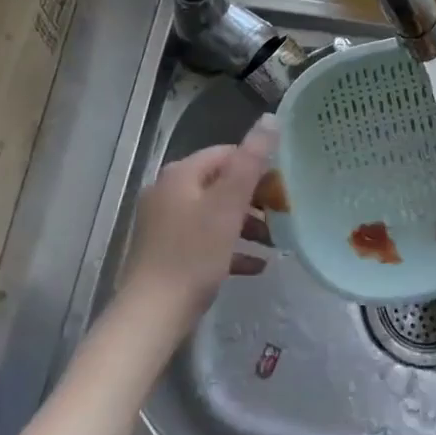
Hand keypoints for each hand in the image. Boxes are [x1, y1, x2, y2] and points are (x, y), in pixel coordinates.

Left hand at [122, 115, 276, 324]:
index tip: (284, 187)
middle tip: (283, 214)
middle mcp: (168, 193)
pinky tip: (256, 265)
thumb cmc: (194, 254)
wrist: (151, 316)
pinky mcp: (167, 253)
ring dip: (246, 224)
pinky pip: (206, 241)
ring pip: (215, 213)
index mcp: (181, 175)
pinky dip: (231, 247)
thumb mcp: (228, 204)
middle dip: (254, 198)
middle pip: (221, 184)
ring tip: (274, 241)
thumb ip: (251, 161)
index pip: (227, 154)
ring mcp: (165, 224)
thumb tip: (271, 118)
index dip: (258, 166)